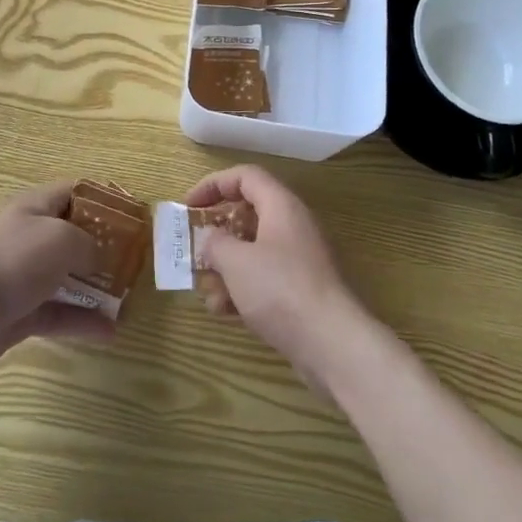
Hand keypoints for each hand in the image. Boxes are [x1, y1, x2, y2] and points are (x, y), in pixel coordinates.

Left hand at [0, 182, 116, 372]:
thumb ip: (88, 243)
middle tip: (134, 261)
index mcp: (35, 208)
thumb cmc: (13, 261)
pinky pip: (59, 313)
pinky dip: (82, 321)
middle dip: (103, 247)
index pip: (73, 193)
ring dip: (96, 288)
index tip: (131, 216)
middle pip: (73, 236)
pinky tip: (110, 332)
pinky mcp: (21, 313)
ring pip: (68, 278)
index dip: (102, 200)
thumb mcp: (61, 239)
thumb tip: (98, 255)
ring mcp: (24, 277)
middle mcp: (30, 238)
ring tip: (127, 300)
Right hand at [187, 165, 371, 395]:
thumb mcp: (236, 261)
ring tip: (206, 289)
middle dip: (217, 231)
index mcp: (281, 206)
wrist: (332, 345)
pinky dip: (242, 289)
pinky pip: (265, 278)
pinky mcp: (301, 291)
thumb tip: (210, 238)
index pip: (245, 176)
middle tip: (194, 246)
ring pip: (254, 250)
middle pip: (248, 214)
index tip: (189, 205)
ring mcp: (299, 260)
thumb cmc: (280, 289)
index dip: (214, 184)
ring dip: (226, 266)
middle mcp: (293, 226)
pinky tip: (224, 312)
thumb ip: (215, 242)